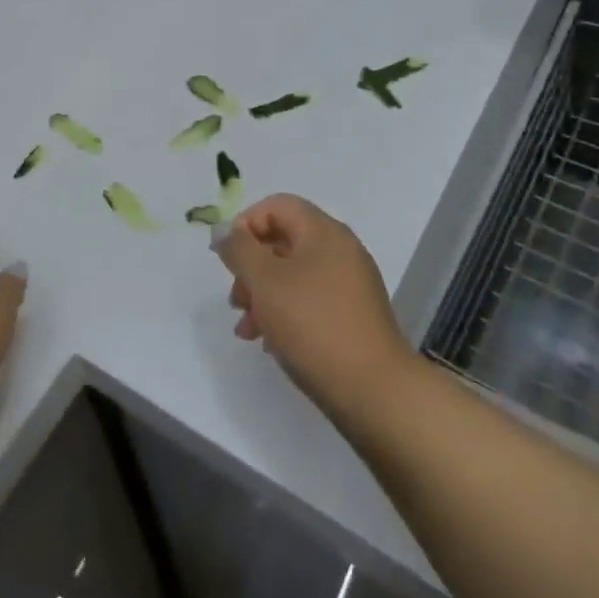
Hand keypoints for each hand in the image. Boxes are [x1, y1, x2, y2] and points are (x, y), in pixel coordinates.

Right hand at [216, 194, 414, 419]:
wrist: (374, 391)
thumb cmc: (313, 324)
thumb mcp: (264, 281)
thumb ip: (239, 249)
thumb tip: (224, 231)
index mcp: (323, 232)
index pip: (277, 205)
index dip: (245, 224)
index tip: (227, 258)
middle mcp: (341, 251)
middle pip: (282, 241)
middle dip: (250, 268)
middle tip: (235, 300)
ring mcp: (350, 285)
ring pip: (293, 275)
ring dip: (262, 295)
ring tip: (247, 330)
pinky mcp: (352, 317)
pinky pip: (309, 301)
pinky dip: (285, 314)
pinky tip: (271, 343)